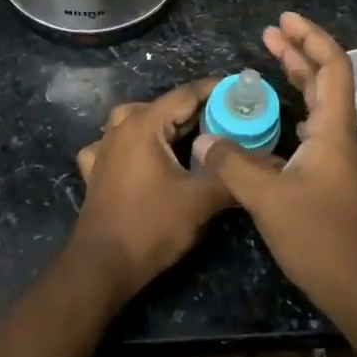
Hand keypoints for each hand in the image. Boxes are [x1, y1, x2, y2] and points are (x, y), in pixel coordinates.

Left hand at [71, 79, 233, 302]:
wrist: (103, 265)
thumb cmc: (151, 227)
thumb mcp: (200, 200)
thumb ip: (229, 174)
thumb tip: (260, 160)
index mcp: (144, 125)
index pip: (185, 95)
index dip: (215, 91)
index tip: (240, 91)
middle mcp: (119, 129)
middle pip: (162, 106)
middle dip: (195, 110)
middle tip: (227, 120)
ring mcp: (102, 149)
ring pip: (135, 121)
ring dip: (163, 124)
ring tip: (188, 136)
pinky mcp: (95, 171)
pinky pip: (115, 145)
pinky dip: (133, 145)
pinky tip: (142, 157)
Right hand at [195, 13, 356, 320]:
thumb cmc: (321, 239)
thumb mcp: (269, 199)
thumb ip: (234, 164)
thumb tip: (204, 139)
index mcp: (333, 131)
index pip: (333, 67)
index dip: (310, 38)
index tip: (283, 21)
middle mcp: (339, 138)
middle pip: (326, 80)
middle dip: (299, 52)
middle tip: (269, 33)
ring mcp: (336, 160)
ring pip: (319, 105)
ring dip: (297, 79)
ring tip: (271, 62)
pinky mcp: (329, 180)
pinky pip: (312, 130)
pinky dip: (293, 111)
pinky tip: (275, 120)